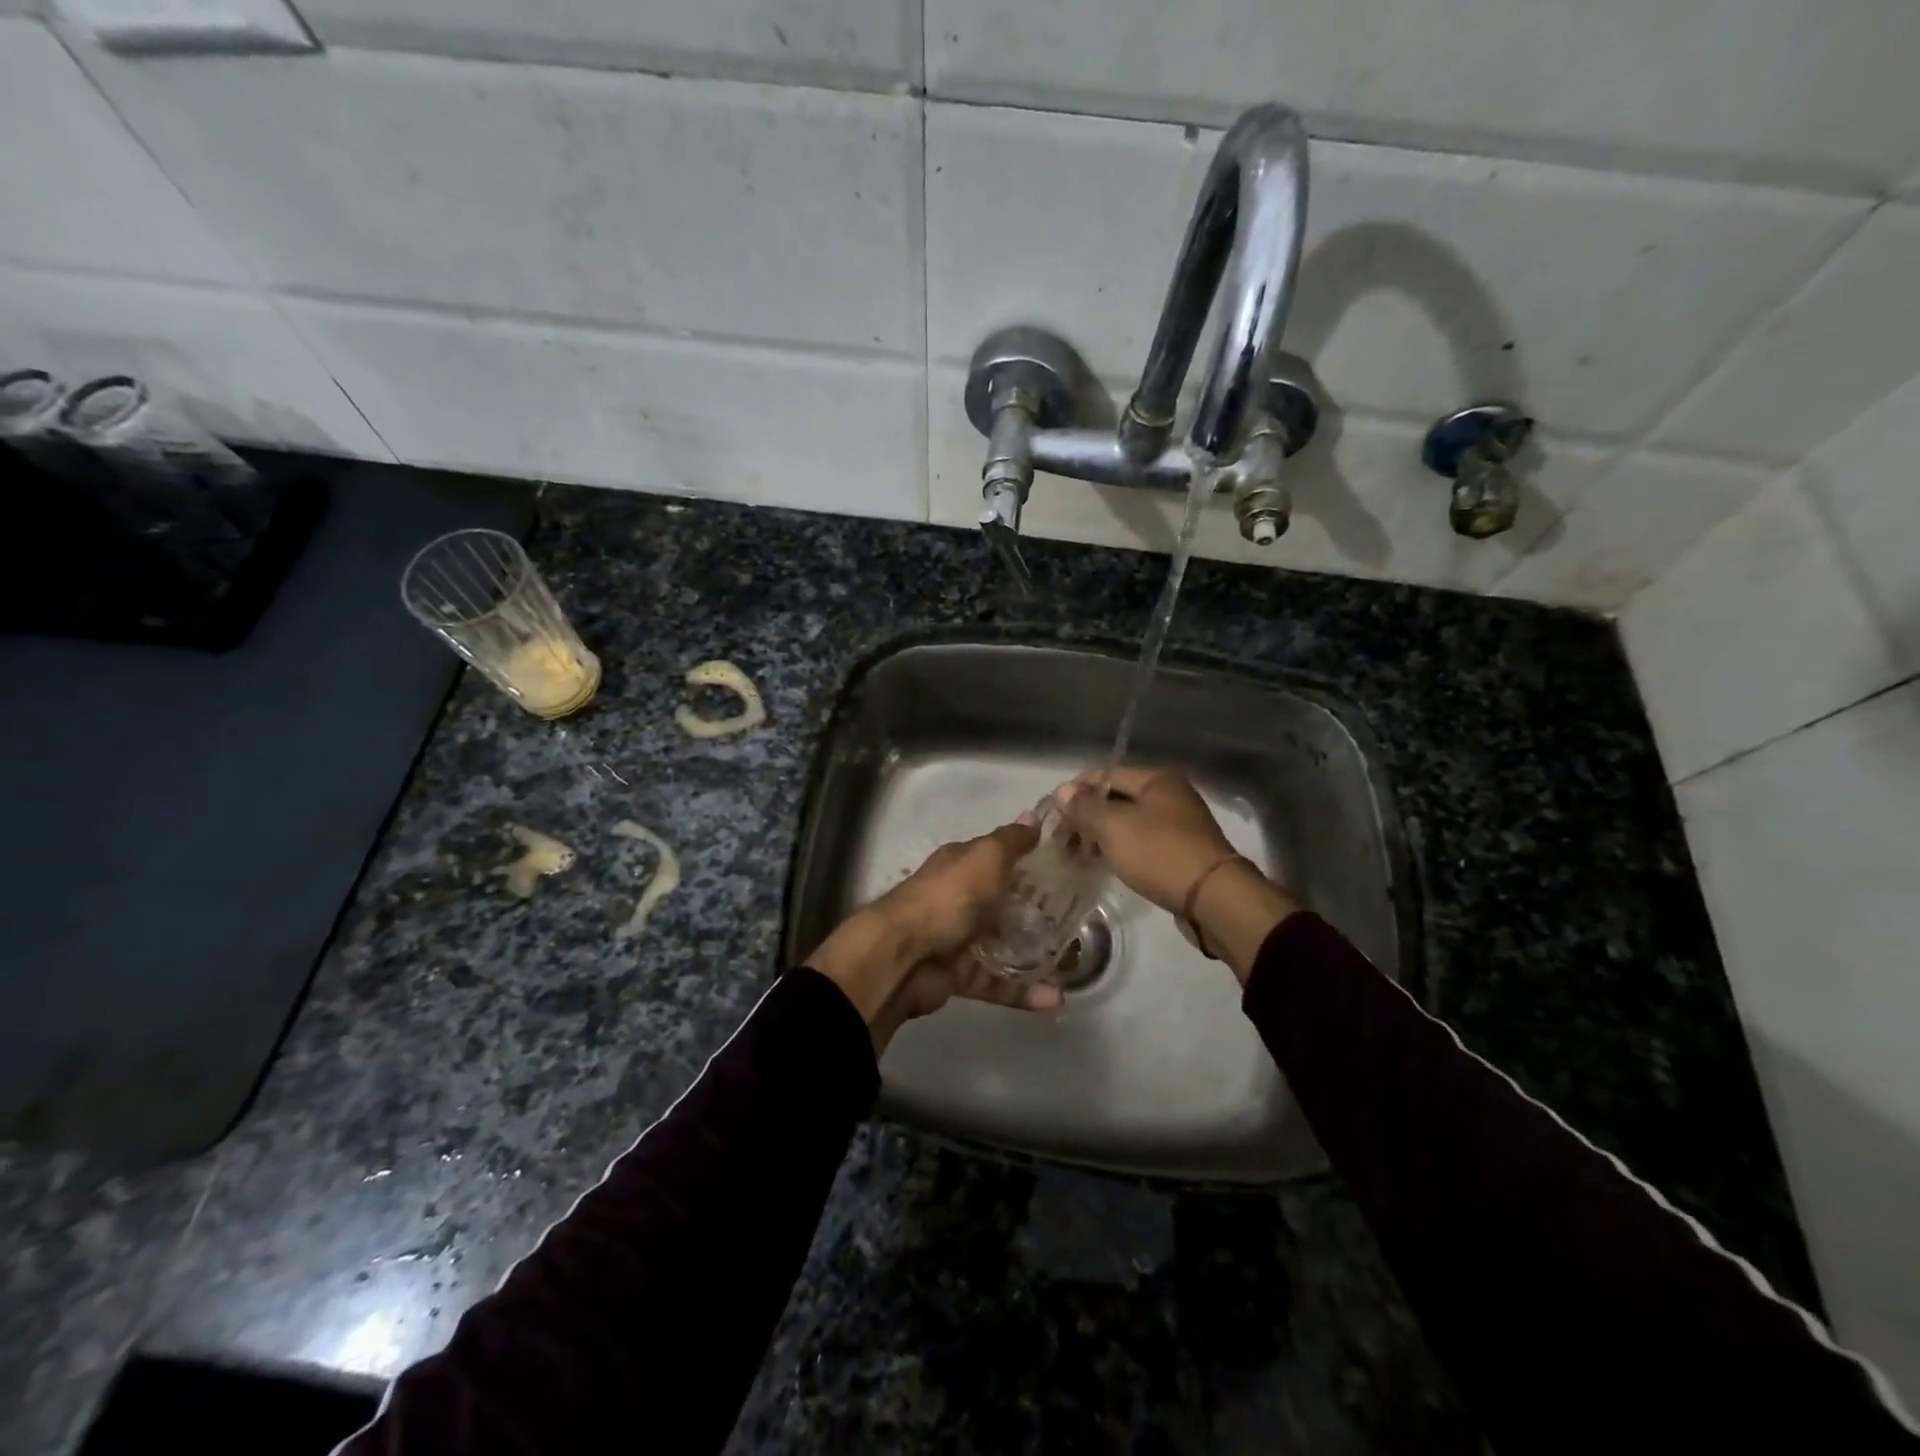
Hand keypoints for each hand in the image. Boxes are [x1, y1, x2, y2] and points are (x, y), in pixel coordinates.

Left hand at [806, 818, 1061, 1050]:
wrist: (903, 957)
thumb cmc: (949, 897)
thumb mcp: (986, 858)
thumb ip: (1011, 842)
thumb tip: (1033, 816)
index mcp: (961, 866)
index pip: (998, 857)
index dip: (1027, 860)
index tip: (1066, 868)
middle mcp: (959, 899)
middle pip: (1003, 903)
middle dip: (1037, 912)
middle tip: (1079, 920)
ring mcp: (958, 940)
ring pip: (1003, 947)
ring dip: (1035, 955)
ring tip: (1074, 964)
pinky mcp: (960, 977)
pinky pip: (997, 984)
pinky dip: (1023, 992)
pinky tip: (1055, 998)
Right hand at [1055, 767, 1237, 914]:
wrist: (1213, 898)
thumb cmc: (1160, 854)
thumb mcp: (1114, 827)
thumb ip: (1085, 807)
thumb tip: (1062, 790)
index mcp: (1157, 780)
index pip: (1105, 774)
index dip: (1076, 791)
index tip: (1053, 813)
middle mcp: (1170, 796)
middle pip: (1117, 798)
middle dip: (1087, 816)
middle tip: (1062, 839)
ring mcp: (1179, 825)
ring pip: (1129, 823)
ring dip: (1102, 835)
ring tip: (1078, 855)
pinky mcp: (1181, 852)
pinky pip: (1142, 843)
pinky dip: (1121, 849)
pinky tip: (1104, 864)